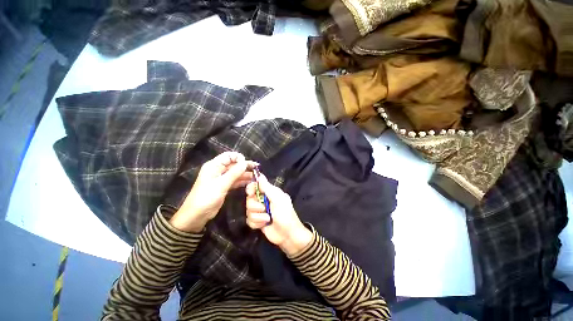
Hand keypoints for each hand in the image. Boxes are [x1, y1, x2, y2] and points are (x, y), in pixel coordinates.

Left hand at [170, 152, 256, 232]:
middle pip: (234, 164)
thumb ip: (234, 173)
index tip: (247, 164)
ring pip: (236, 173)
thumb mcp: (221, 184)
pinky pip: (235, 181)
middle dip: (245, 166)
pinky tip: (250, 182)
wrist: (197, 215)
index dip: (239, 158)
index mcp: (214, 166)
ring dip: (245, 174)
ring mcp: (221, 179)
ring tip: (256, 176)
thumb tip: (245, 163)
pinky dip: (242, 181)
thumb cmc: (206, 197)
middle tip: (257, 169)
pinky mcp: (224, 186)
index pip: (229, 156)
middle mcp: (218, 170)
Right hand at [245, 174, 312, 255]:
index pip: (256, 186)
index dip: (251, 188)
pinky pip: (249, 220)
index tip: (251, 193)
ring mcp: (260, 211)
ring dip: (258, 216)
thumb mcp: (277, 199)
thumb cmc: (285, 214)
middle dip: (256, 206)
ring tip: (268, 219)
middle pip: (249, 199)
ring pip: (248, 210)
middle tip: (265, 209)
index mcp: (270, 192)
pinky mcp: (257, 221)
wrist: (288, 235)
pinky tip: (264, 225)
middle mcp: (263, 200)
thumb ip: (267, 187)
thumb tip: (260, 175)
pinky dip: (257, 223)